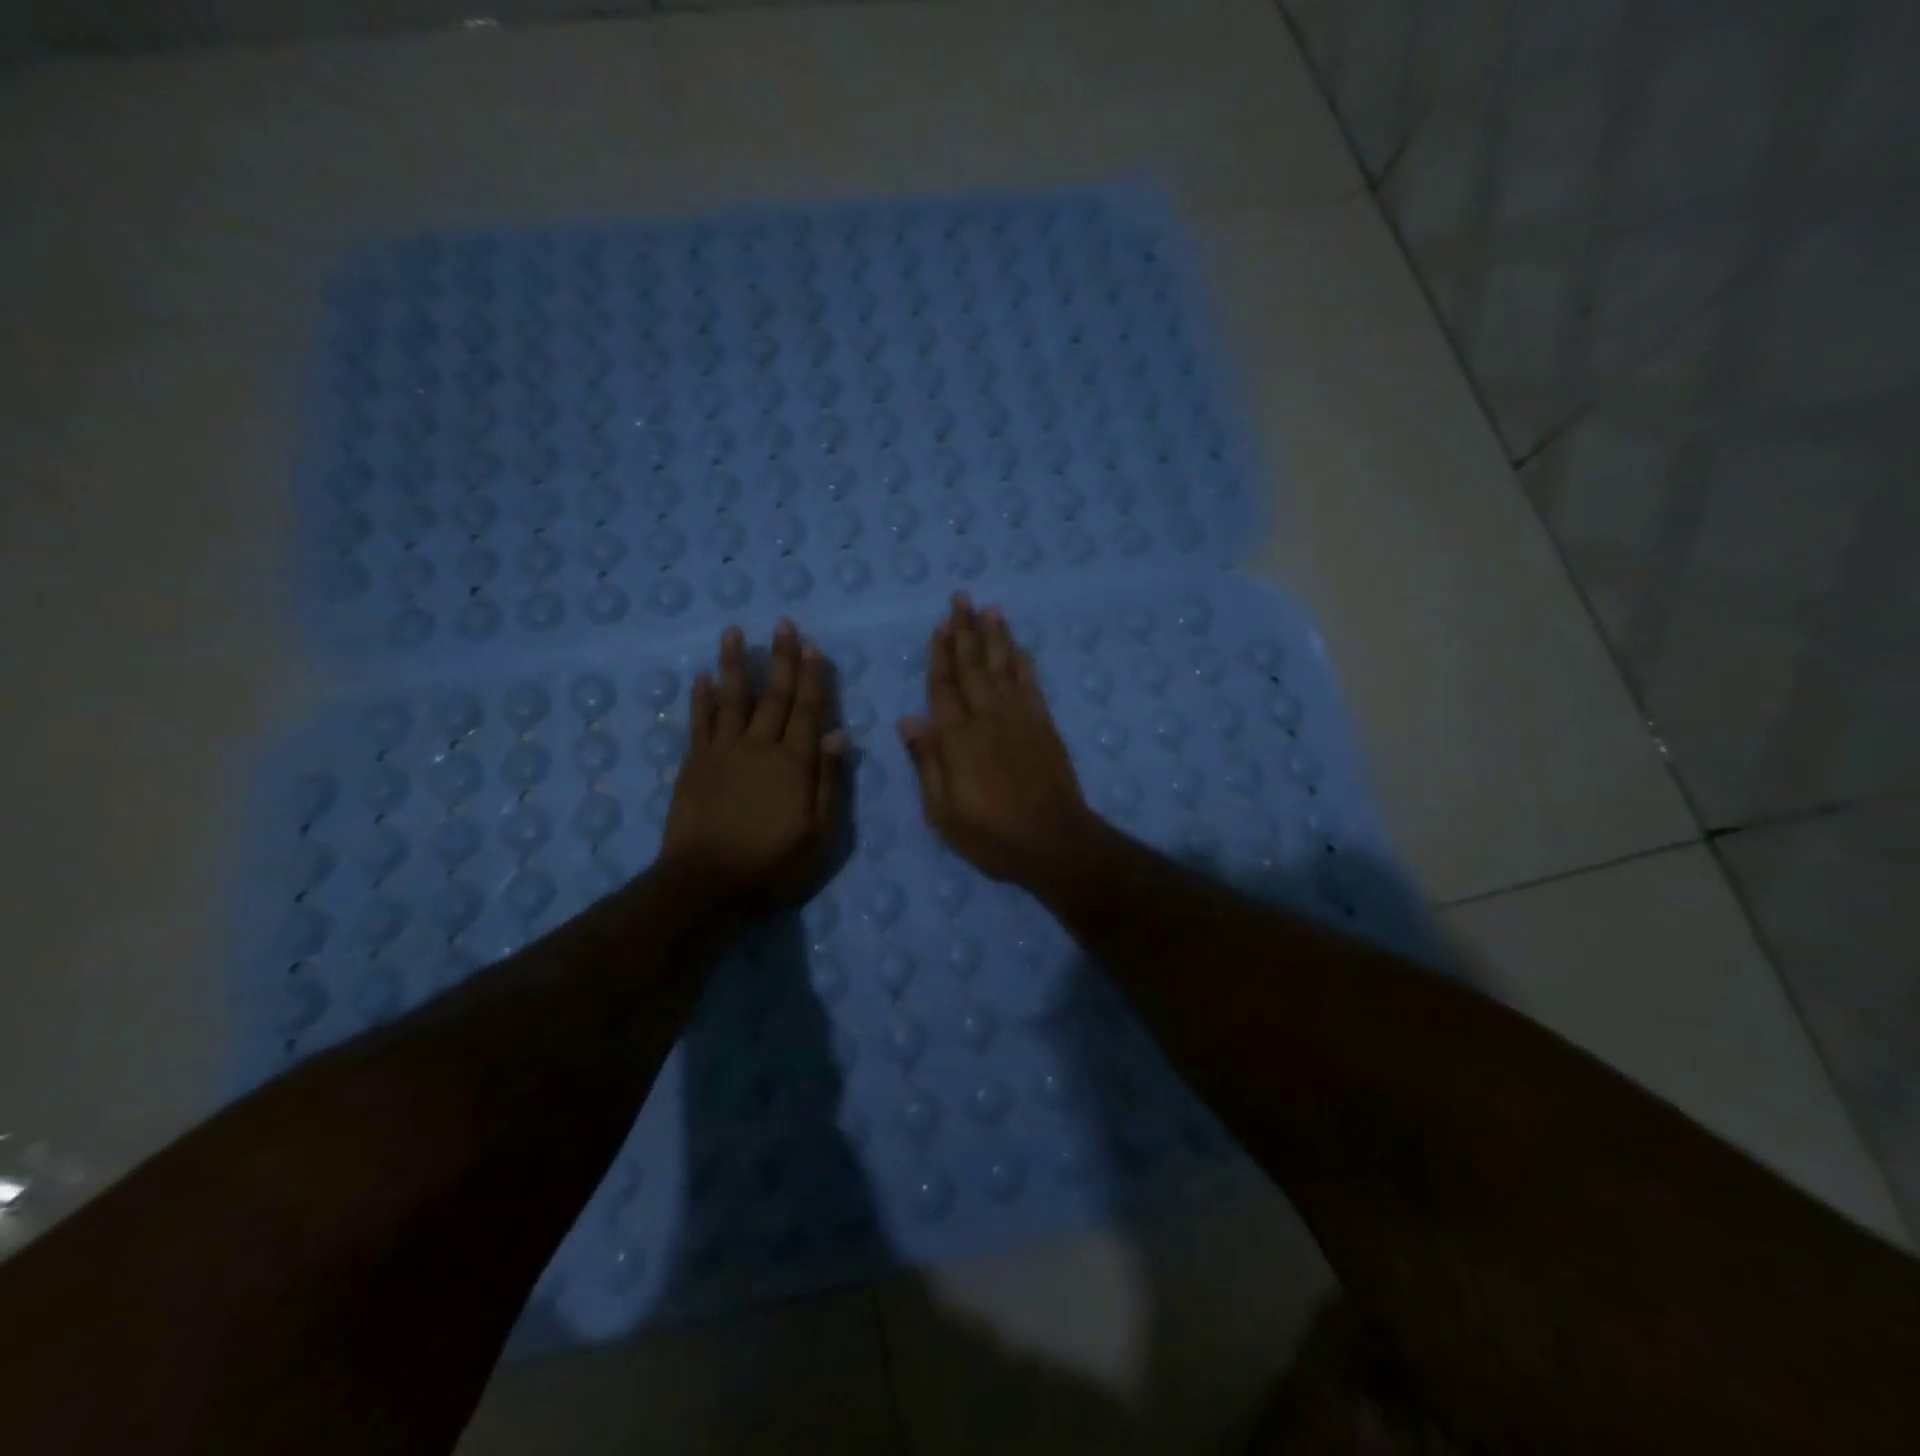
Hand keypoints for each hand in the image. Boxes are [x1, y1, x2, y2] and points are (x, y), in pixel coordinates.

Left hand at [662, 620, 846, 905]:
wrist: (707, 883)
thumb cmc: (773, 863)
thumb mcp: (819, 833)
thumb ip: (830, 781)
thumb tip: (840, 734)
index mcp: (794, 762)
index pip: (807, 710)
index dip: (811, 677)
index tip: (812, 645)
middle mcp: (759, 746)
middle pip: (773, 695)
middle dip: (780, 658)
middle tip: (783, 623)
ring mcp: (722, 752)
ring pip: (732, 698)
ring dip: (735, 664)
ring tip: (734, 632)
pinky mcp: (694, 764)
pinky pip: (699, 722)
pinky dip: (701, 698)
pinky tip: (702, 676)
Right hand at [898, 595, 1098, 885]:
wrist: (1054, 843)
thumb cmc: (991, 835)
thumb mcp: (943, 812)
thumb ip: (926, 763)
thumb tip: (908, 720)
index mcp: (957, 739)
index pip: (943, 687)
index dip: (940, 655)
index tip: (939, 626)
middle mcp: (988, 718)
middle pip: (973, 666)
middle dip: (966, 631)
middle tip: (961, 598)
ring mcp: (1020, 718)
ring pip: (1004, 667)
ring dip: (996, 637)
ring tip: (990, 609)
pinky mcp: (1044, 726)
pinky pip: (1031, 684)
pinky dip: (1023, 663)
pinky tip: (1018, 648)